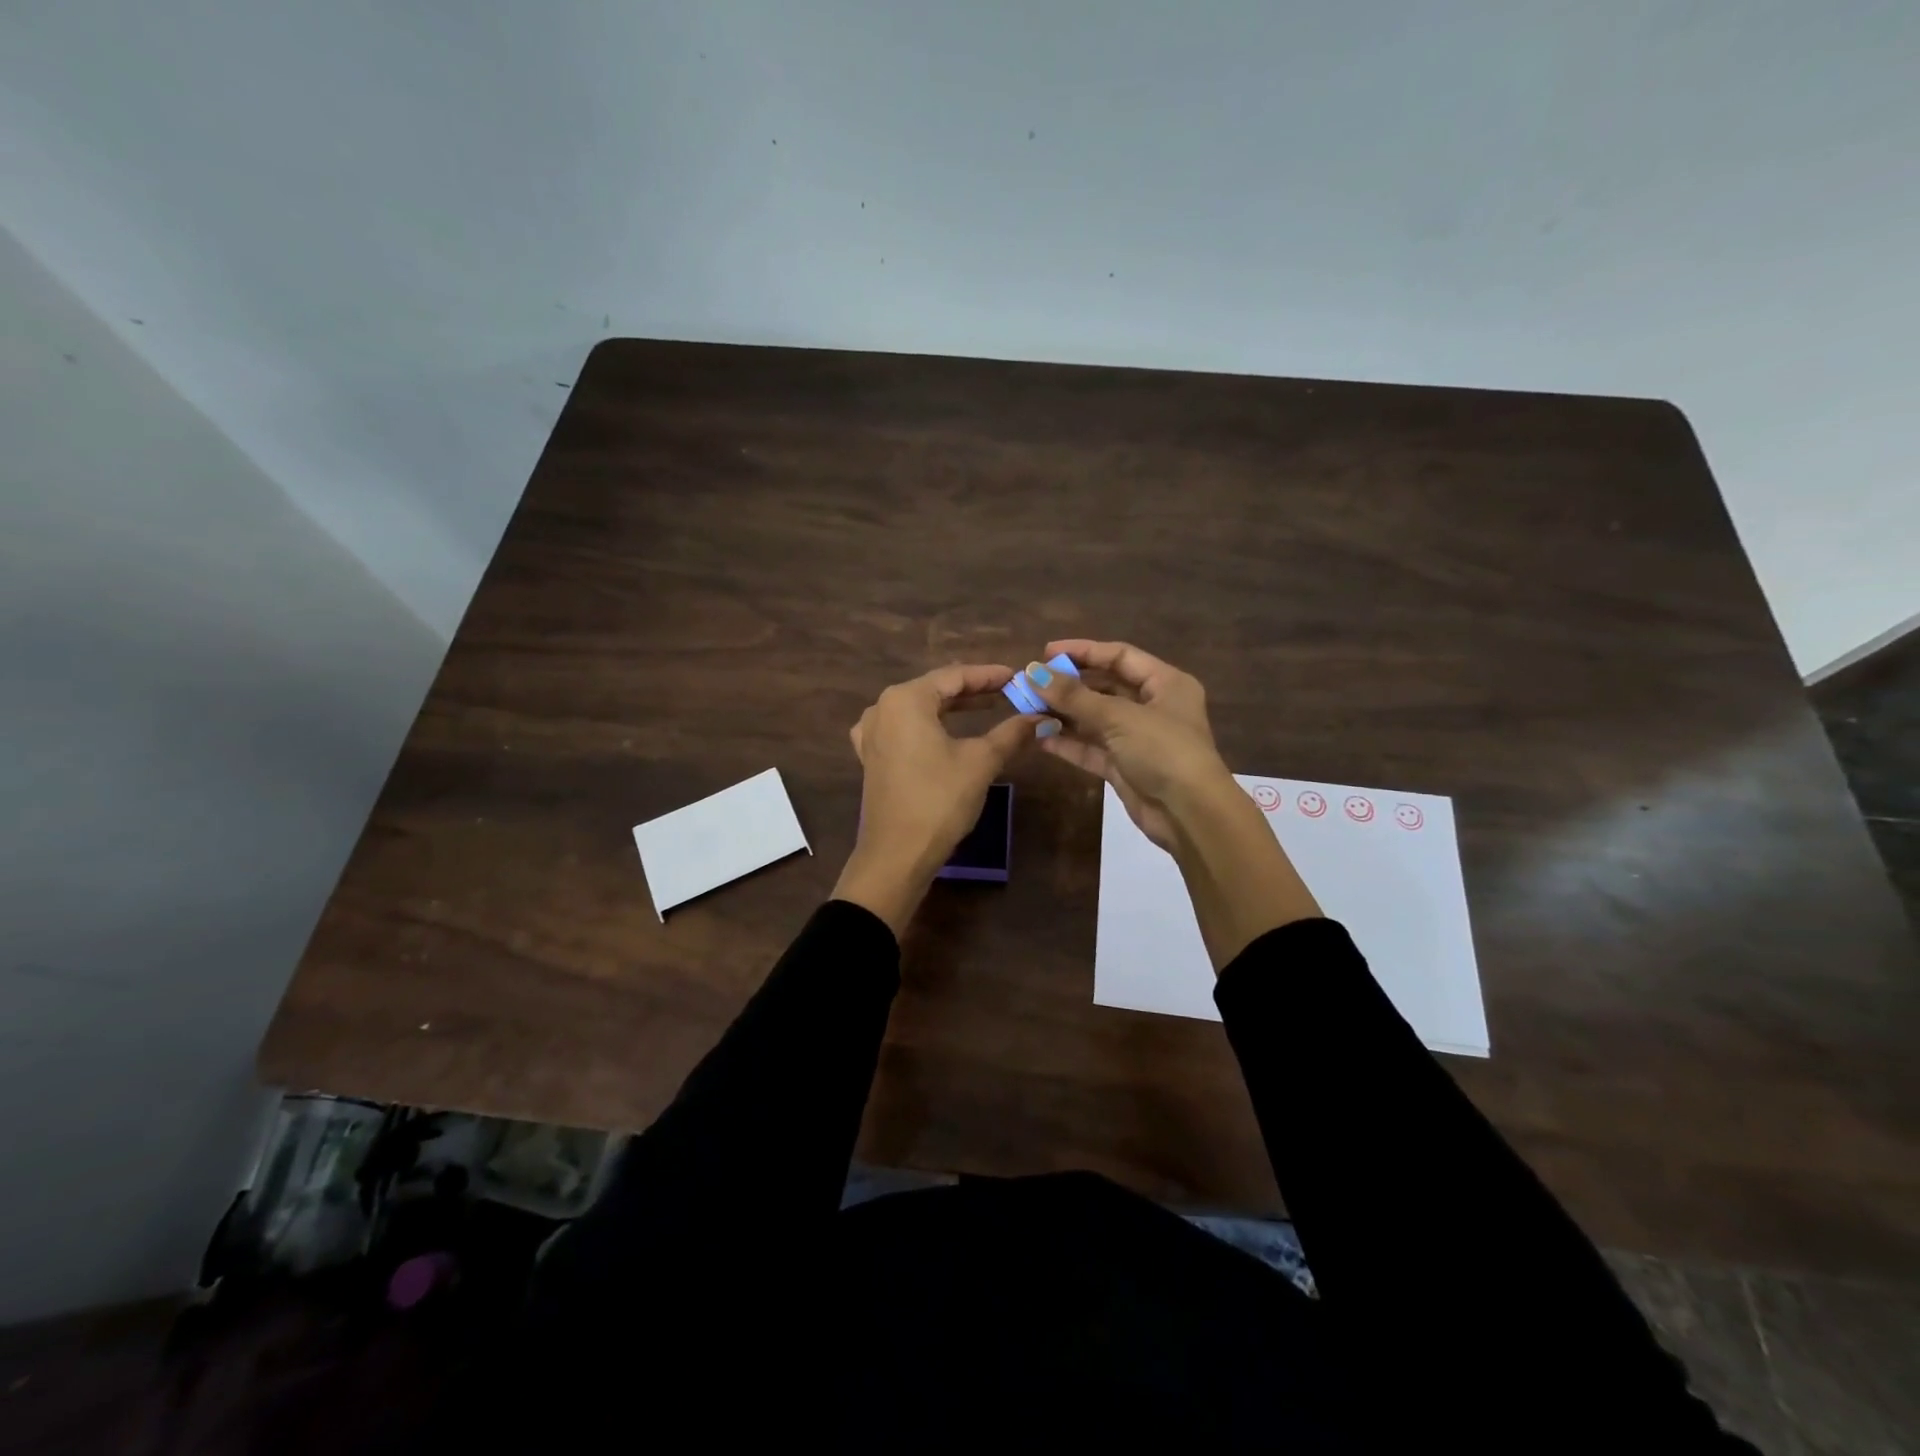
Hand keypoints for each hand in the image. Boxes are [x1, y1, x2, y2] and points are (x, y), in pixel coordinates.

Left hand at [832, 663, 1044, 933]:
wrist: (897, 855)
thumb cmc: (939, 800)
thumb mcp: (981, 762)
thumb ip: (1011, 733)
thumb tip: (1042, 718)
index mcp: (905, 699)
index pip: (954, 676)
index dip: (988, 676)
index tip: (1017, 676)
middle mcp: (882, 708)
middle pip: (934, 689)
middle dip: (971, 691)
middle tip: (1007, 692)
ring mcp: (872, 733)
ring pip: (919, 710)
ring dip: (951, 709)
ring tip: (985, 708)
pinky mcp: (872, 757)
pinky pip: (904, 730)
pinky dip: (929, 727)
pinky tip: (944, 733)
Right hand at [1020, 639, 1230, 850]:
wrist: (1189, 814)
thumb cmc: (1163, 751)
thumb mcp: (1119, 717)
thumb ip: (1074, 696)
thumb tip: (1033, 673)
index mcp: (1166, 683)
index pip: (1120, 656)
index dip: (1083, 651)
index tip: (1046, 653)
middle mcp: (1153, 706)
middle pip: (1105, 687)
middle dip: (1069, 686)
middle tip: (1032, 684)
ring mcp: (1138, 739)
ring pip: (1095, 719)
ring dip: (1064, 714)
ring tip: (1028, 709)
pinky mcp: (1124, 767)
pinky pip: (1092, 748)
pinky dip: (1069, 742)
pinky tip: (1040, 737)